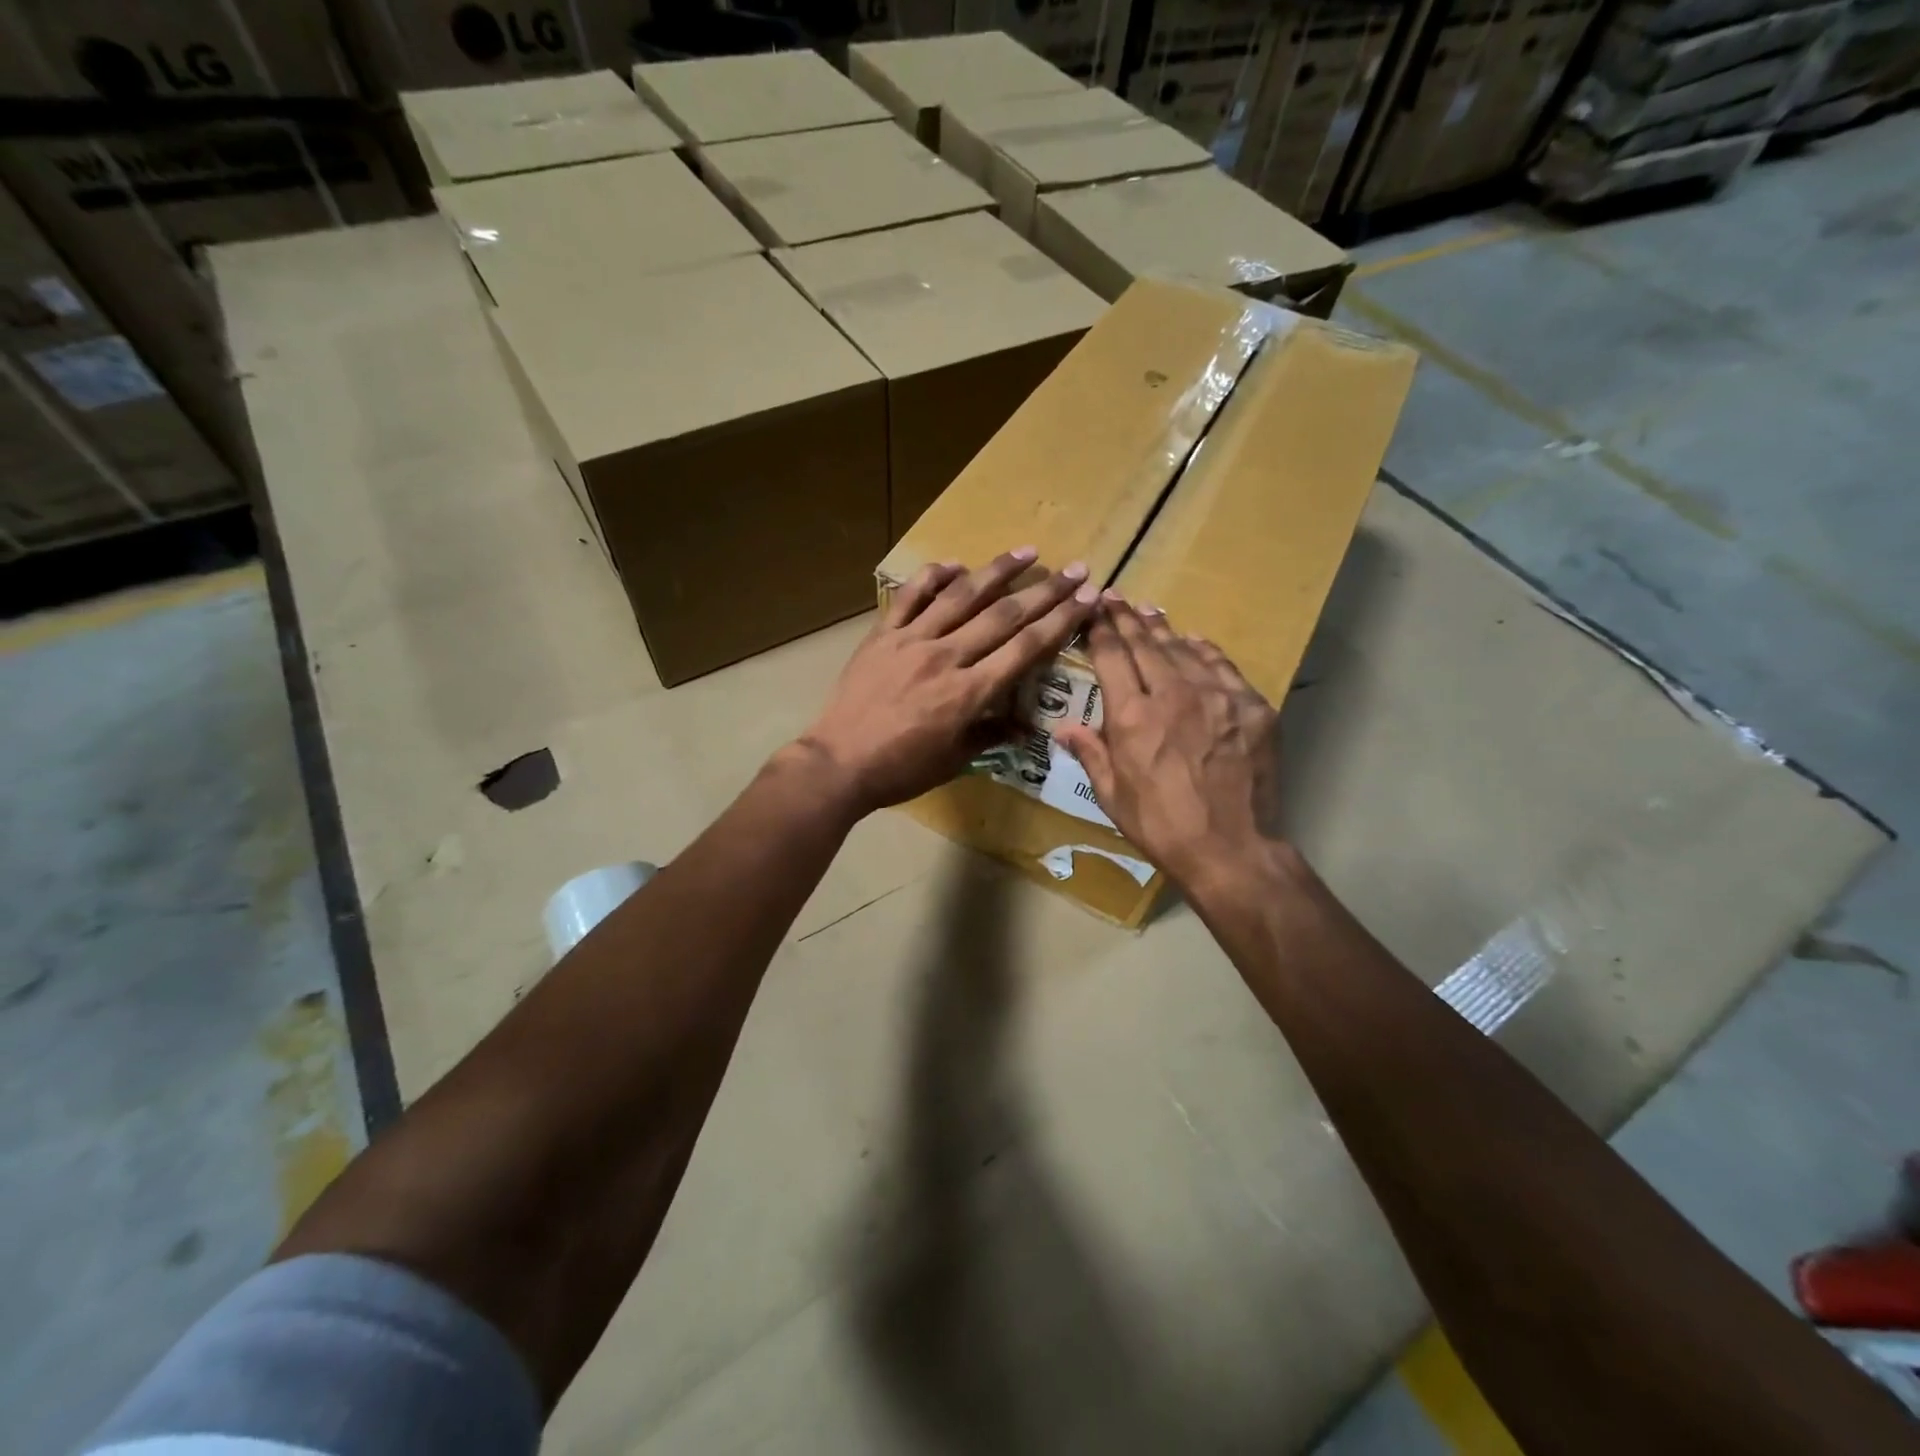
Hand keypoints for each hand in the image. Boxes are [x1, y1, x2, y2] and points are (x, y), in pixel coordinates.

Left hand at [797, 549, 1099, 817]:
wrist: (838, 763)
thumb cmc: (900, 769)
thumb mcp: (953, 761)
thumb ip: (990, 735)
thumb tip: (1025, 727)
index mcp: (968, 693)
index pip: (1024, 649)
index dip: (1059, 622)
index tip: (1086, 599)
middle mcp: (946, 657)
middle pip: (1003, 616)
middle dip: (1044, 592)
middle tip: (1075, 569)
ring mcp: (912, 641)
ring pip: (961, 597)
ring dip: (997, 572)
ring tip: (1027, 551)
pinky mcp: (882, 635)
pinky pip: (910, 598)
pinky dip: (933, 577)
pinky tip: (955, 563)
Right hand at [1054, 598, 1282, 893]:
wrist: (1231, 848)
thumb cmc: (1161, 826)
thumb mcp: (1112, 795)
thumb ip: (1090, 752)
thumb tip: (1063, 728)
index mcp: (1132, 715)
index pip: (1112, 657)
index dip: (1100, 630)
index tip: (1093, 610)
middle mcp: (1173, 693)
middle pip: (1146, 644)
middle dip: (1126, 618)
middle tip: (1115, 597)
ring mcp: (1217, 696)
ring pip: (1184, 649)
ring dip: (1162, 629)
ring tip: (1148, 611)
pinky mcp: (1250, 707)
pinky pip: (1222, 666)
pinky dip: (1204, 650)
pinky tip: (1194, 641)